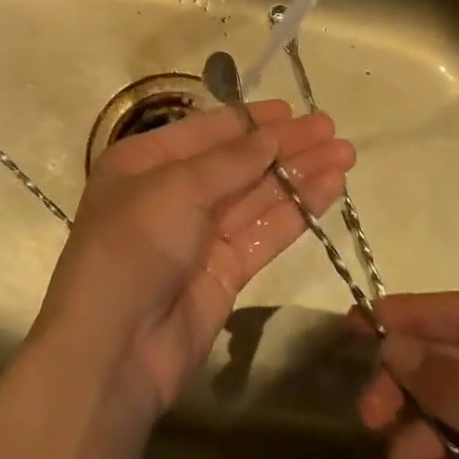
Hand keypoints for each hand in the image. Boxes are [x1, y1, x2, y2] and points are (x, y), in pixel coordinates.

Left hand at [33, 100, 353, 416]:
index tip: (293, 110)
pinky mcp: (224, 272)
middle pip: (237, 162)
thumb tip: (273, 135)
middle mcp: (171, 192)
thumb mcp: (176, 188)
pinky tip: (329, 188)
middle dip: (283, 145)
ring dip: (298, 175)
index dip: (251, 120)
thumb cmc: (133, 246)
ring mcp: (199, 234)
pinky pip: (264, 232)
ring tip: (345, 153)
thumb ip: (229, 161)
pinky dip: (296, 211)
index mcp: (144, 162)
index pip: (206, 131)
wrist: (114, 348)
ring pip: (257, 195)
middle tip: (331, 129)